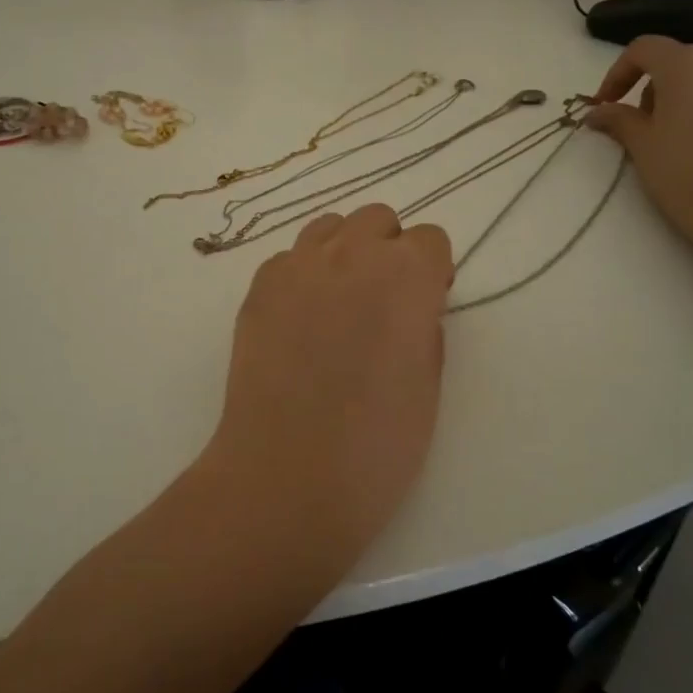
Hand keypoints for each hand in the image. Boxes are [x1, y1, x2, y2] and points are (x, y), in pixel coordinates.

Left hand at [201, 205, 454, 582]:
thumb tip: (410, 306)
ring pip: (330, 227)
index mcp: (407, 275)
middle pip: (377, 219)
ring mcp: (298, 265)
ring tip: (338, 302)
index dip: (432, 270)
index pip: (430, 238)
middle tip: (382, 300)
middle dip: (388, 249)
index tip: (426, 302)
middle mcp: (352, 254)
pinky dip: (303, 275)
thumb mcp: (429, 382)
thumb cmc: (377, 443)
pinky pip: (290, 258)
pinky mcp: (259, 286)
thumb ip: (424, 324)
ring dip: (344, 251)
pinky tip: (299, 322)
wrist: (288, 474)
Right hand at [586, 36, 692, 263]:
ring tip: (665, 137)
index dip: (617, 73)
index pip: (643, 49)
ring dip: (675, 99)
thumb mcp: (641, 144)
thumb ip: (618, 120)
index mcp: (685, 64)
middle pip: (673, 61)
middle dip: (647, 87)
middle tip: (634, 124)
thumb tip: (597, 112)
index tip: (604, 104)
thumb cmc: (685, 169)